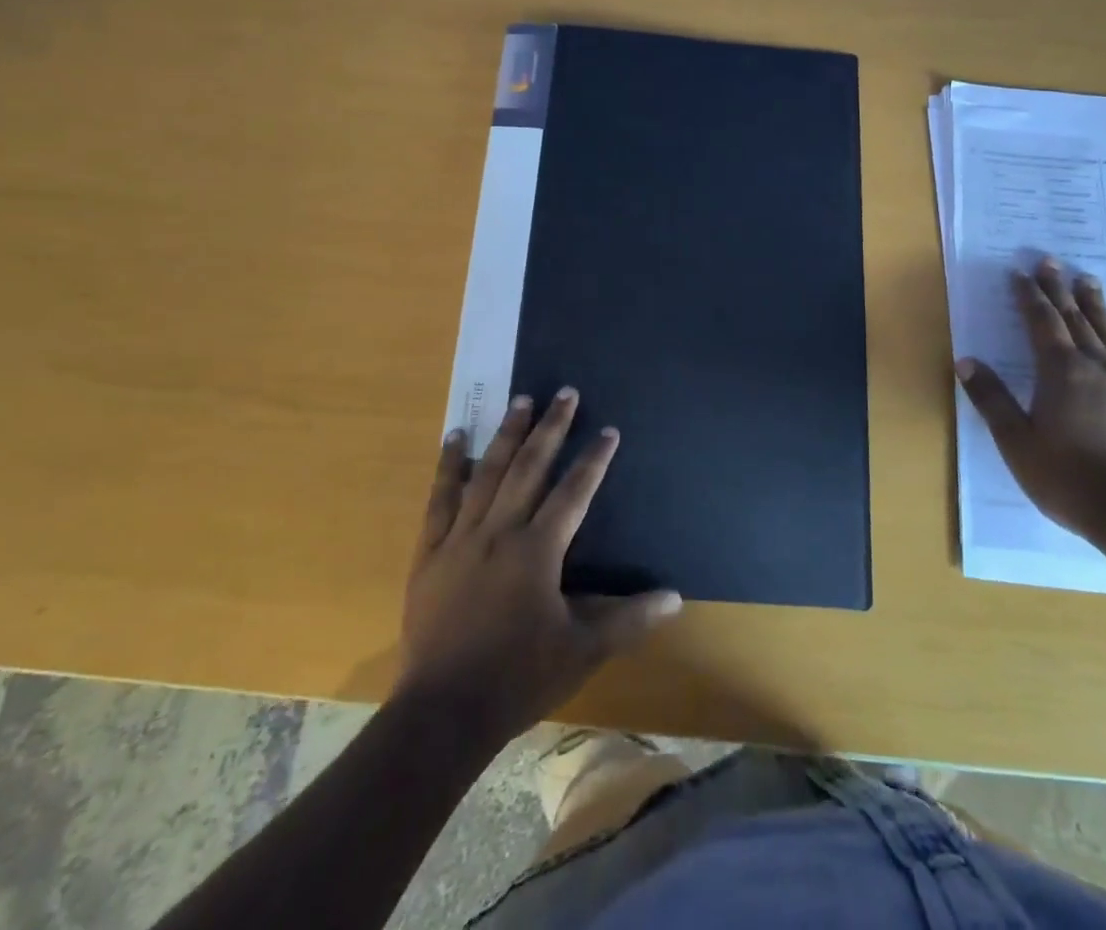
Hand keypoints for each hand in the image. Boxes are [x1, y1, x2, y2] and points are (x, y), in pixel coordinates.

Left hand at [397, 388, 682, 742]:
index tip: (608, 430)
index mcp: (537, 551)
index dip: (593, 460)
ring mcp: (460, 538)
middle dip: (551, 428)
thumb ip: (629, 620)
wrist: (443, 713)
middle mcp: (500, 531)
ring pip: (487, 473)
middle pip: (529, 468)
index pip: (573, 492)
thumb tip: (675, 598)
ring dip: (507, 434)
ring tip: (520, 400)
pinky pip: (440, 499)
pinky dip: (448, 466)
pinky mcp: (430, 552)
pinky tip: (455, 437)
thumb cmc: (518, 678)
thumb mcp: (582, 651)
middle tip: (564, 392)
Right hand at [955, 257, 1105, 542]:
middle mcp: (1097, 367)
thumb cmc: (1070, 478)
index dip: (1029, 296)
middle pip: (1076, 319)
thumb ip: (992, 399)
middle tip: (1051, 262)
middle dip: (1060, 289)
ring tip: (1088, 280)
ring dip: (1095, 305)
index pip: (1041, 323)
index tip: (1020, 272)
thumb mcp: (1017, 442)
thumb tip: (966, 361)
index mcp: (1061, 372)